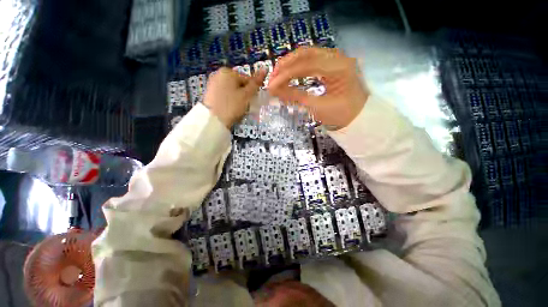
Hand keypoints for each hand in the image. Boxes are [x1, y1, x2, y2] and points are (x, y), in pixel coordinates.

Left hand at [203, 67, 265, 127]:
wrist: (213, 120)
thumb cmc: (232, 105)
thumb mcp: (246, 95)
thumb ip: (255, 83)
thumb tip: (264, 69)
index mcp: (228, 71)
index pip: (247, 79)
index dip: (252, 91)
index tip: (252, 101)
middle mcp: (219, 74)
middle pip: (238, 84)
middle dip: (243, 94)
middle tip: (244, 106)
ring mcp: (212, 83)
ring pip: (231, 90)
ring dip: (237, 97)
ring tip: (236, 108)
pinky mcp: (209, 92)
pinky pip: (224, 94)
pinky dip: (228, 100)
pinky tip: (229, 108)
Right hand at [268, 47, 369, 128]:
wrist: (359, 117)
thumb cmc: (341, 114)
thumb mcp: (318, 108)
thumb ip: (295, 97)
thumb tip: (274, 90)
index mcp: (339, 67)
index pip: (306, 64)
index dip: (286, 74)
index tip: (271, 85)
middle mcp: (338, 57)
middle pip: (306, 53)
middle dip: (286, 65)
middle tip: (272, 77)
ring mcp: (335, 59)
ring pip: (307, 55)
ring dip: (290, 64)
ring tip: (278, 76)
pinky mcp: (332, 64)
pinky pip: (311, 61)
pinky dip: (298, 67)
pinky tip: (290, 74)